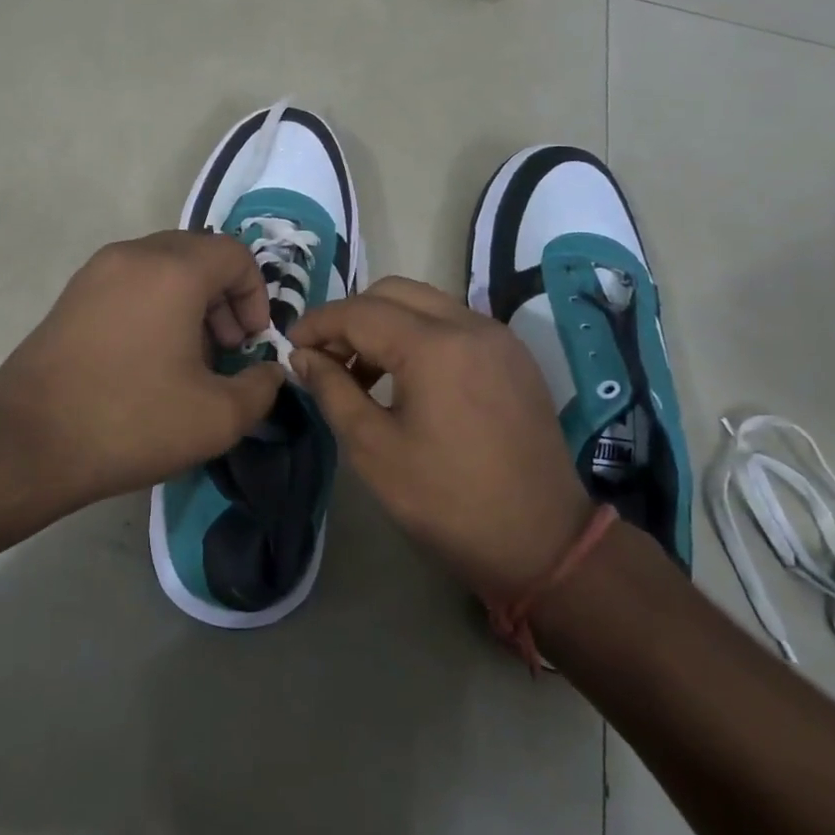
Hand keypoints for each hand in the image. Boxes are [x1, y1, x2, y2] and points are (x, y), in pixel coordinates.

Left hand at [0, 231, 285, 500]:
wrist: (27, 442)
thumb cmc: (130, 421)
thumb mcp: (217, 418)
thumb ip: (261, 388)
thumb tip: (269, 372)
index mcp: (173, 270)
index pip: (235, 254)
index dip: (256, 296)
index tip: (249, 344)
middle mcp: (134, 255)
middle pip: (199, 254)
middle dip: (224, 297)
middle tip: (225, 349)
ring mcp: (96, 272)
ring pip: (163, 266)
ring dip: (190, 301)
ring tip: (189, 358)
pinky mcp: (72, 295)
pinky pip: (131, 282)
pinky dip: (155, 304)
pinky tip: (149, 358)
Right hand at [289, 278, 590, 597]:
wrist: (543, 541)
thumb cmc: (448, 501)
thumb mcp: (373, 450)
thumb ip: (333, 391)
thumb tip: (304, 356)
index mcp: (434, 346)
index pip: (359, 312)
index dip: (318, 323)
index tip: (291, 344)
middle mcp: (469, 325)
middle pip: (393, 293)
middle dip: (351, 316)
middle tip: (325, 356)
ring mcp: (498, 337)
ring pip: (425, 303)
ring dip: (385, 323)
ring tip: (362, 372)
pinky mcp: (513, 356)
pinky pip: (454, 323)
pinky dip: (419, 334)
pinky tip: (407, 377)